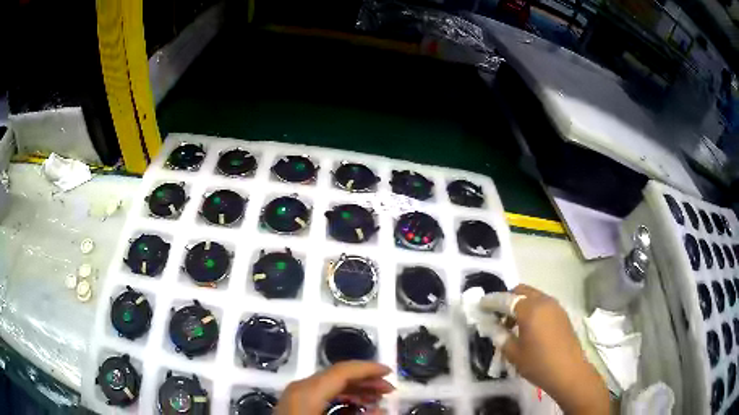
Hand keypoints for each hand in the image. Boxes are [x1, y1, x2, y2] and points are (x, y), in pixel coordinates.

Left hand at [276, 361, 393, 414]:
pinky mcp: (295, 403)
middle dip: (365, 380)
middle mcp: (300, 387)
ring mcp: (295, 395)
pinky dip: (342, 397)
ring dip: (356, 389)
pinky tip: (356, 407)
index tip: (390, 372)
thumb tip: (380, 409)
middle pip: (337, 375)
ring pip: (330, 384)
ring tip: (377, 399)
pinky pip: (322, 393)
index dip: (368, 369)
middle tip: (388, 389)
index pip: (342, 370)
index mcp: (308, 390)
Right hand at [479, 284, 609, 414]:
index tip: (480, 305)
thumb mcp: (514, 353)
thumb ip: (500, 336)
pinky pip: (543, 303)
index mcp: (530, 309)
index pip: (506, 299)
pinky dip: (532, 308)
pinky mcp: (562, 313)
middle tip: (497, 315)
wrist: (569, 372)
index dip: (491, 301)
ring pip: (533, 296)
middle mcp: (543, 301)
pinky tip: (528, 327)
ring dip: (520, 304)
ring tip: (512, 324)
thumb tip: (492, 326)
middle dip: (507, 299)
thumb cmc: (539, 364)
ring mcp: (555, 306)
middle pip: (521, 290)